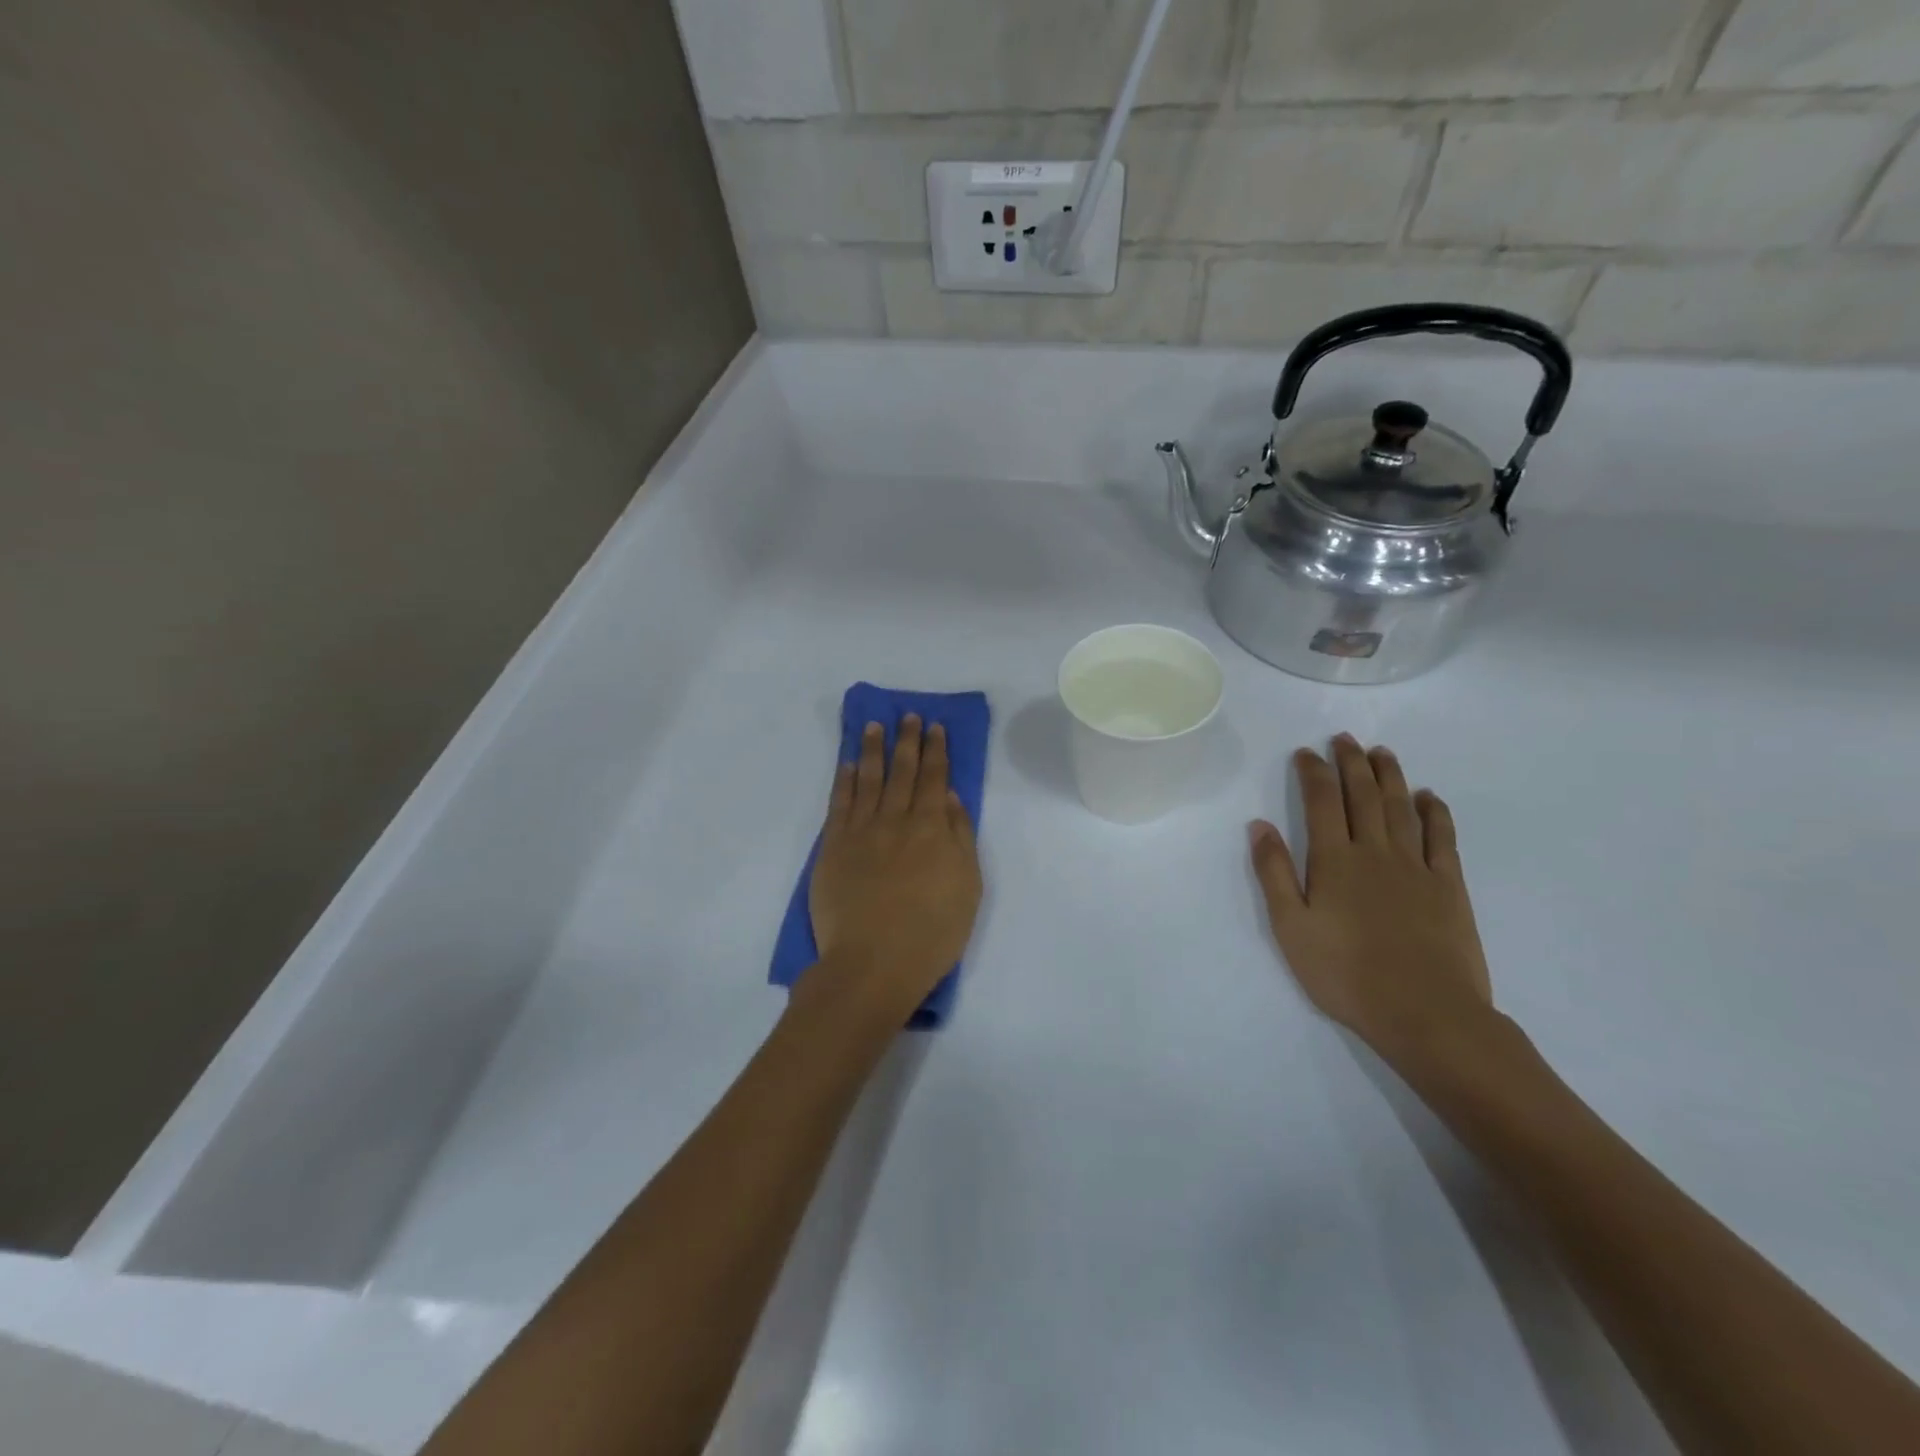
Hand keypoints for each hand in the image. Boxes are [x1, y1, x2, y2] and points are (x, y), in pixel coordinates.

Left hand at [804, 716, 982, 1024]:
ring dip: (872, 750)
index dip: (936, 750)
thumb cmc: (932, 932)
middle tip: (908, 716)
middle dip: (907, 741)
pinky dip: (843, 780)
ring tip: (874, 726)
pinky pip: (839, 803)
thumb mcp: (967, 887)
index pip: (935, 778)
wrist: (873, 963)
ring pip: (868, 779)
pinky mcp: (833, 847)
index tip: (934, 727)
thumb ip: (960, 838)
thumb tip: (951, 798)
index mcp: (932, 828)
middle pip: (903, 772)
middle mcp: (896, 820)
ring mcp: (861, 831)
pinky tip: (846, 764)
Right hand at [1249, 735, 1493, 1067]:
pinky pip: (1442, 837)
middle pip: (1363, 795)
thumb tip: (1259, 825)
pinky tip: (1428, 797)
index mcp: (1334, 860)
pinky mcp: (1448, 886)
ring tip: (1382, 752)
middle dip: (1351, 763)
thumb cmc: (1345, 974)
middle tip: (1344, 738)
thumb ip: (1274, 873)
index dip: (1313, 773)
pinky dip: (1435, 812)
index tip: (1306, 752)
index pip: (1321, 802)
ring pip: (1401, 807)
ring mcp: (1416, 866)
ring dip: (1390, 776)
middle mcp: (1375, 851)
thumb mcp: (1290, 927)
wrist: (1425, 1013)